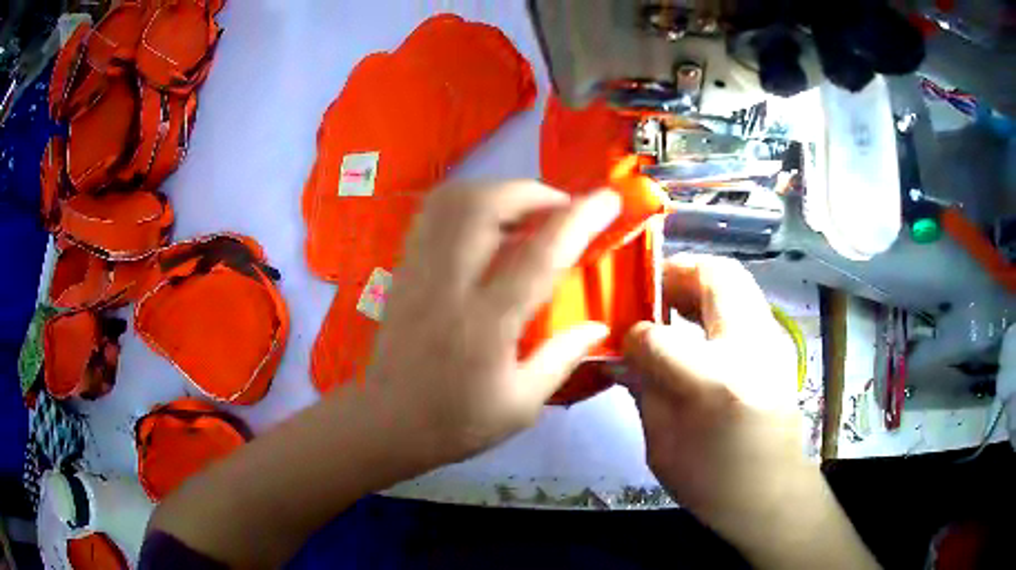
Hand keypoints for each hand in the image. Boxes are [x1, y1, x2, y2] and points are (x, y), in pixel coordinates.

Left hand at [368, 181, 620, 465]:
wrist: (387, 422)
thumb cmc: (456, 421)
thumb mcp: (521, 404)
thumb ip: (562, 357)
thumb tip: (599, 325)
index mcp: (486, 324)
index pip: (539, 255)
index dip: (579, 219)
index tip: (608, 199)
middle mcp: (448, 284)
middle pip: (485, 206)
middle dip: (532, 192)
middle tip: (561, 207)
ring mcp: (419, 270)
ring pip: (453, 200)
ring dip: (498, 190)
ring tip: (527, 210)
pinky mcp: (403, 268)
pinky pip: (433, 213)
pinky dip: (467, 202)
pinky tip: (487, 221)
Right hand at [622, 254, 800, 520]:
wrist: (770, 493)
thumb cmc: (712, 481)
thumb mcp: (662, 445)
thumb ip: (642, 389)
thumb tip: (620, 353)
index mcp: (714, 382)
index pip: (659, 337)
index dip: (633, 335)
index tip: (623, 341)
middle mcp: (750, 348)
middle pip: (713, 276)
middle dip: (675, 275)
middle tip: (649, 293)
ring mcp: (771, 341)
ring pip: (735, 277)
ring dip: (697, 280)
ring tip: (670, 303)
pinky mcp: (776, 344)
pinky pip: (744, 297)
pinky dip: (715, 295)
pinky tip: (696, 322)